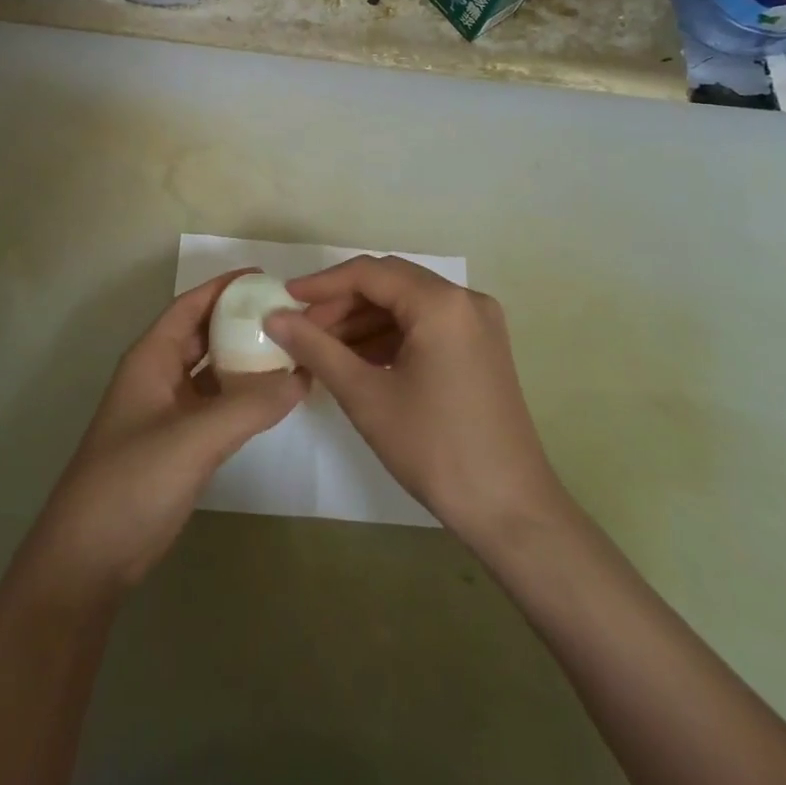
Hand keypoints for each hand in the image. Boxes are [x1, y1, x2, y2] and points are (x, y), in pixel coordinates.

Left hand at [26, 271, 305, 597]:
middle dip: (242, 321)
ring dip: (246, 360)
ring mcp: (167, 412)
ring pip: (212, 372)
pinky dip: (243, 397)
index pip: (191, 306)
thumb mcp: (193, 438)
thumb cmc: (132, 481)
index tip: (268, 277)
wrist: (89, 558)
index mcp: (151, 358)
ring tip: (292, 350)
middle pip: (204, 335)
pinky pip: (216, 406)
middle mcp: (159, 376)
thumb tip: (301, 377)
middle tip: (290, 315)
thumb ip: (249, 406)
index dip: (225, 287)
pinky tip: (274, 398)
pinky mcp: (178, 445)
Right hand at [266, 256, 564, 550]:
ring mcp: (478, 324)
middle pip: (389, 284)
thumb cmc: (435, 448)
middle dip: (342, 303)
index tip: (285, 299)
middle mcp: (465, 300)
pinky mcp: (481, 348)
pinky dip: (389, 337)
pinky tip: (357, 360)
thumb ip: (316, 348)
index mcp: (441, 303)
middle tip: (301, 329)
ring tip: (322, 349)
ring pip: (406, 305)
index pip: (369, 273)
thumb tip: (274, 317)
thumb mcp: (366, 396)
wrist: (511, 510)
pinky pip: (426, 326)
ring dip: (363, 321)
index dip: (322, 284)